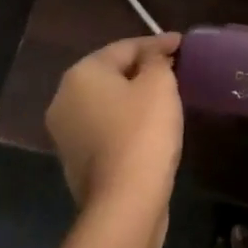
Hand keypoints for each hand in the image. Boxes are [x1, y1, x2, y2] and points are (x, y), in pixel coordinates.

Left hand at [46, 33, 183, 222]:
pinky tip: (150, 123)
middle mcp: (64, 99)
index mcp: (81, 74)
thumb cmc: (142, 132)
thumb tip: (152, 56)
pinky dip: (127, 120)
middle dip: (143, 68)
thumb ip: (156, 60)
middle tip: (175, 66)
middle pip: (112, 73)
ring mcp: (66, 133)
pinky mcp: (76, 161)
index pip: (126, 47)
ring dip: (135, 95)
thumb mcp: (159, 83)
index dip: (158, 43)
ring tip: (167, 93)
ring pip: (108, 102)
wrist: (124, 203)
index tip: (183, 43)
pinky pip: (106, 127)